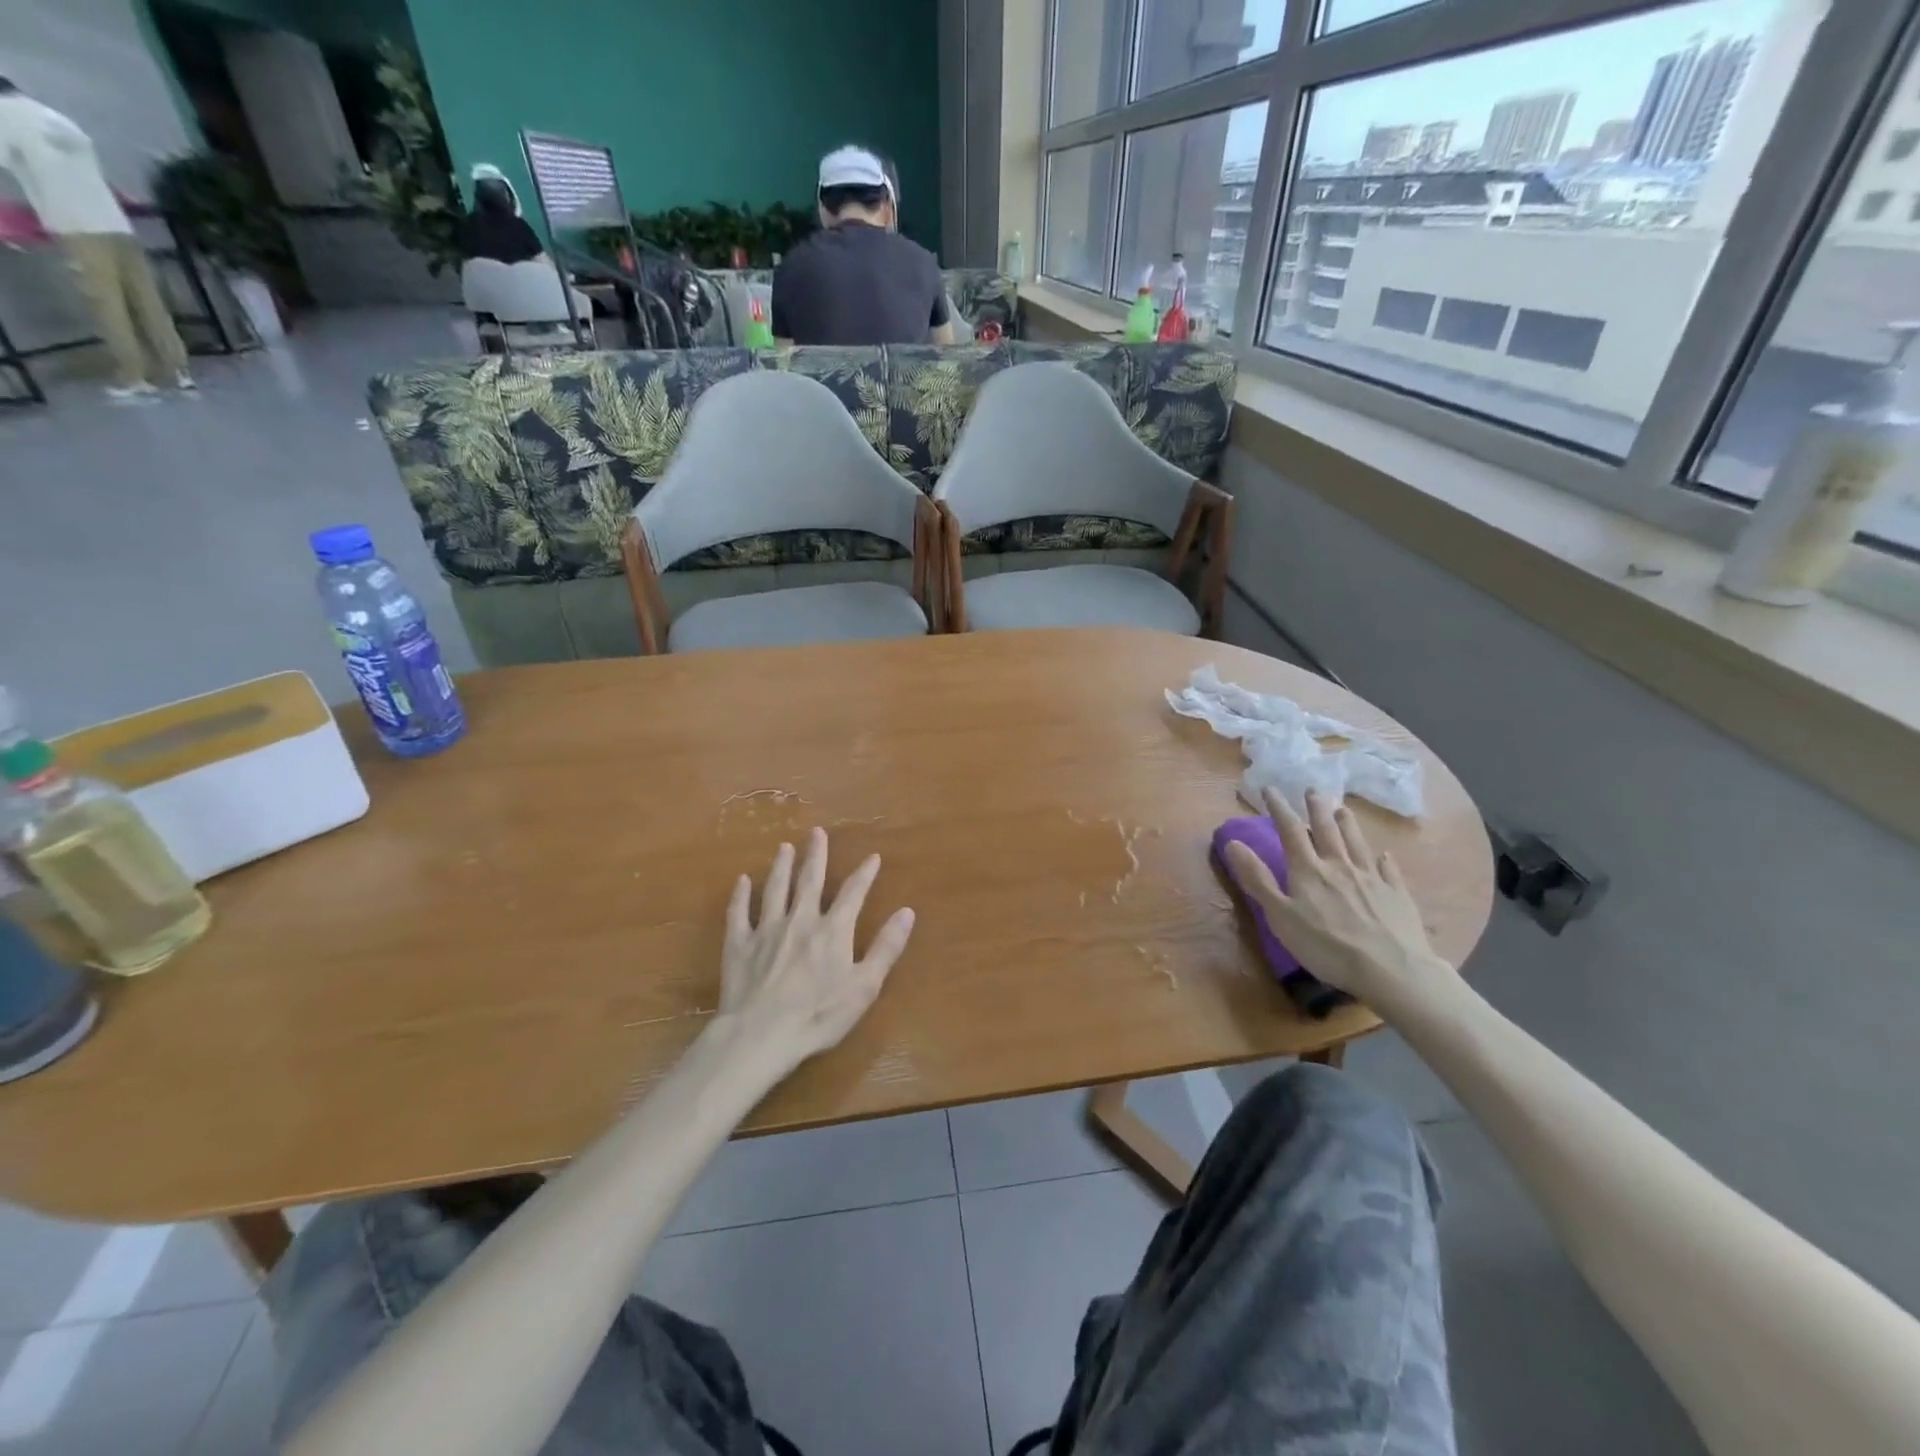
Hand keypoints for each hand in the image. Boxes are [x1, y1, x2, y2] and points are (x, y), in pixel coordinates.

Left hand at [716, 828, 915, 1074]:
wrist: (761, 1034)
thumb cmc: (818, 1015)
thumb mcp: (864, 986)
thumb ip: (886, 947)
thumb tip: (907, 912)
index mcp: (833, 930)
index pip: (853, 893)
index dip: (864, 874)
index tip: (872, 857)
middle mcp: (800, 920)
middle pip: (809, 880)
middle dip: (815, 855)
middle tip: (816, 832)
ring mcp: (766, 929)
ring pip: (775, 889)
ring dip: (781, 866)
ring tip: (784, 847)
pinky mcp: (739, 944)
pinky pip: (738, 912)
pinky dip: (740, 895)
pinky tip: (742, 881)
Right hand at [1224, 788, 1457, 1009]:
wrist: (1391, 970)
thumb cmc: (1326, 946)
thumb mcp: (1280, 915)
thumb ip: (1258, 879)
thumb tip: (1233, 842)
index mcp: (1308, 871)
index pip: (1290, 831)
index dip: (1279, 808)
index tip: (1270, 789)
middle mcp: (1339, 866)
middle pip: (1327, 831)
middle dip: (1317, 809)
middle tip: (1313, 790)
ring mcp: (1371, 879)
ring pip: (1357, 844)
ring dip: (1348, 825)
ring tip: (1343, 809)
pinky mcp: (1396, 896)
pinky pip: (1388, 871)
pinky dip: (1384, 860)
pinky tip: (1384, 855)